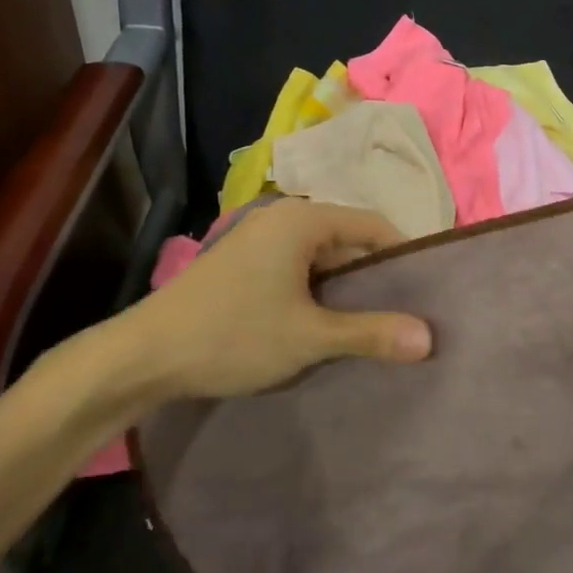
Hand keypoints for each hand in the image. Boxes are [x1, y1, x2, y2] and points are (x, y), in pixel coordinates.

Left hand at [73, 199, 432, 411]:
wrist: (143, 355)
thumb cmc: (233, 335)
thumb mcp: (309, 337)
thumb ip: (370, 332)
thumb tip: (429, 337)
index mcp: (302, 219)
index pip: (373, 224)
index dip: (404, 255)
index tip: (426, 291)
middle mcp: (282, 217)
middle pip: (348, 238)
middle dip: (374, 275)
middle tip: (403, 312)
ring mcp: (258, 238)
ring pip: (321, 256)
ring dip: (345, 287)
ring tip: (370, 322)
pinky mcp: (242, 262)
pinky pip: (296, 267)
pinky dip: (317, 291)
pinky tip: (324, 323)